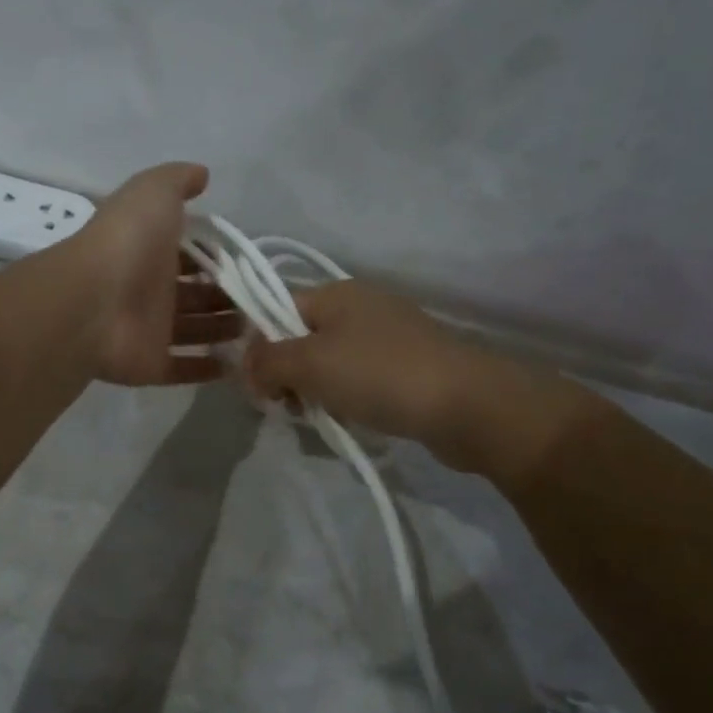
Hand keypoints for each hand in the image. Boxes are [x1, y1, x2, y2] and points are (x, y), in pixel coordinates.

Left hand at [73, 162, 241, 385]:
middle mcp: (152, 290)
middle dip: (230, 297)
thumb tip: (202, 174)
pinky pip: (183, 368)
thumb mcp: (153, 192)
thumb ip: (178, 181)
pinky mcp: (151, 365)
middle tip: (265, 302)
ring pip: (196, 331)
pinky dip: (208, 368)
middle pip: (199, 295)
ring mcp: (150, 330)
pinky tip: (238, 365)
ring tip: (261, 331)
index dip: (220, 257)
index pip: (193, 254)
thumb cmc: (127, 243)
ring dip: (225, 330)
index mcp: (153, 250)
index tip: (253, 264)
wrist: (92, 302)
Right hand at [243, 281, 593, 471]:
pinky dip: (348, 399)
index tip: (259, 388)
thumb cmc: (379, 375)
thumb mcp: (310, 363)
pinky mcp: (408, 367)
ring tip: (321, 419)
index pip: (277, 308)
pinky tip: (352, 420)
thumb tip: (246, 365)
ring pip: (330, 362)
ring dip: (317, 392)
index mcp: (336, 292)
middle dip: (288, 375)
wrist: (466, 404)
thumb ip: (267, 361)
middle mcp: (362, 306)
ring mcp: (388, 337)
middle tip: (289, 408)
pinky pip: (360, 380)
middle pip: (302, 338)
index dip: (259, 346)